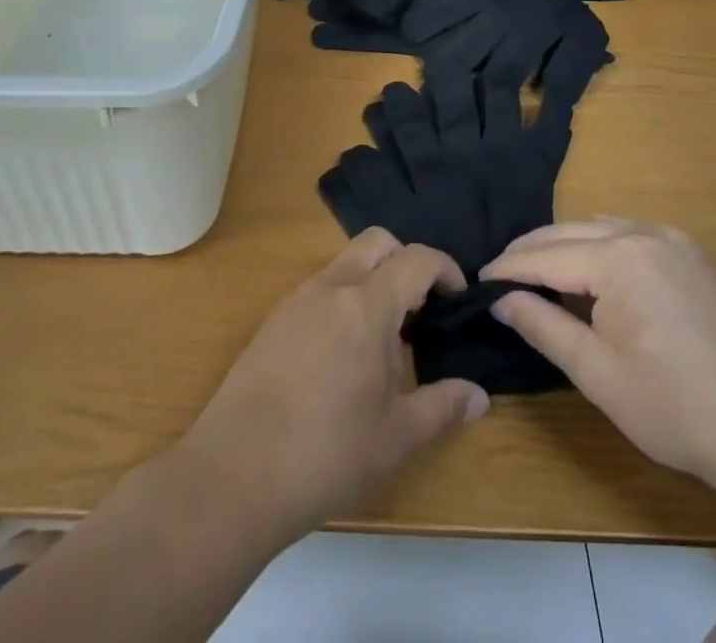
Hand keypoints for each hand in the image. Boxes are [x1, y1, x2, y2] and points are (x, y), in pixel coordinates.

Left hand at [178, 229, 490, 540]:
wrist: (235, 473)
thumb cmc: (326, 454)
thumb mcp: (396, 437)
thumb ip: (442, 406)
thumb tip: (479, 396)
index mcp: (367, 305)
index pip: (417, 259)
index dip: (446, 270)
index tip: (458, 299)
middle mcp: (332, 287)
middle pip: (378, 242)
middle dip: (407, 261)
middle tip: (421, 310)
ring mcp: (298, 298)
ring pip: (346, 262)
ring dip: (374, 280)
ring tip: (385, 338)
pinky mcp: (275, 318)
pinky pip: (320, 287)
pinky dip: (344, 298)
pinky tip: (344, 353)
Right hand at [482, 218, 715, 492]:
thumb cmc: (675, 410)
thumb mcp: (597, 374)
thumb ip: (543, 326)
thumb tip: (501, 298)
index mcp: (619, 259)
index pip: (545, 256)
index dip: (508, 269)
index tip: (476, 281)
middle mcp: (644, 233)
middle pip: (569, 233)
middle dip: (530, 252)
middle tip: (498, 277)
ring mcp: (672, 240)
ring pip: (598, 228)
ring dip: (563, 246)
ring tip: (536, 274)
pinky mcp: (691, 255)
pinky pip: (629, 234)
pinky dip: (599, 246)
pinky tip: (590, 271)